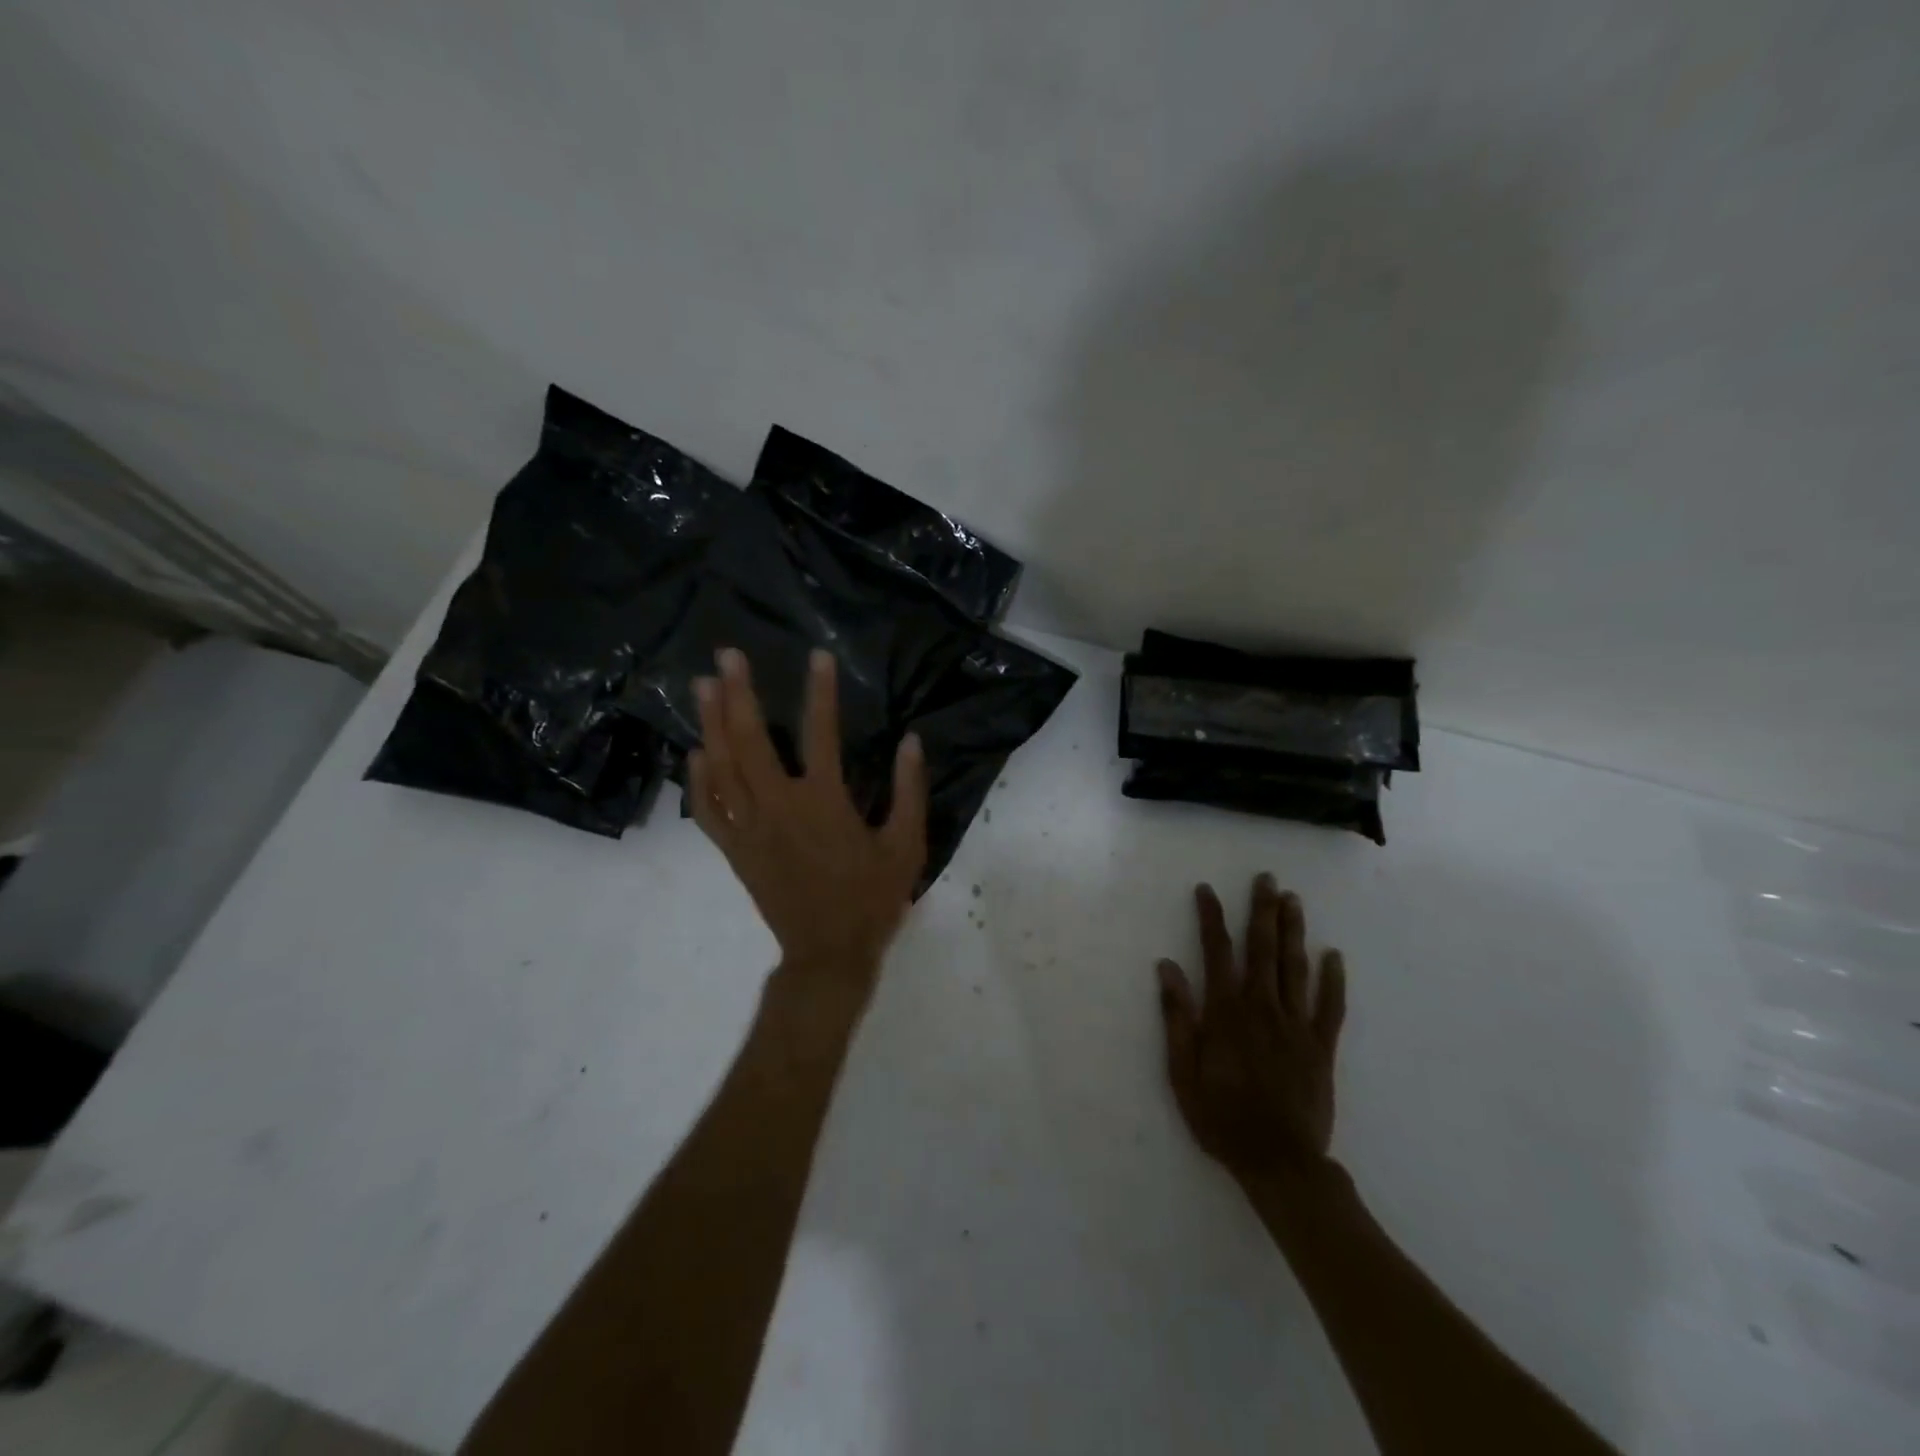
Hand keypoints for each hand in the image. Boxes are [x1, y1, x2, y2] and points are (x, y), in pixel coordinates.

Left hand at [690, 647, 927, 991]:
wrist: (828, 954)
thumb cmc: (872, 899)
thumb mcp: (907, 846)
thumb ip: (910, 791)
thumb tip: (912, 742)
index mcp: (824, 803)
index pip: (821, 733)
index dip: (820, 691)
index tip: (817, 656)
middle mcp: (779, 807)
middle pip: (750, 741)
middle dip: (738, 694)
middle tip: (727, 656)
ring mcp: (750, 829)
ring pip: (721, 769)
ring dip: (710, 724)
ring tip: (703, 686)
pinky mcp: (735, 851)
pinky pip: (707, 811)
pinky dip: (698, 780)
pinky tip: (695, 753)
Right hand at [1156, 875, 1346, 1182]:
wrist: (1280, 1163)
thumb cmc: (1222, 1118)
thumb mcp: (1183, 1072)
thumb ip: (1178, 1018)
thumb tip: (1167, 968)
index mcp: (1226, 1013)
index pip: (1217, 953)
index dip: (1212, 918)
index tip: (1208, 890)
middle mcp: (1262, 1009)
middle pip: (1263, 950)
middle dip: (1262, 911)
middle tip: (1266, 879)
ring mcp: (1296, 1026)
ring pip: (1295, 968)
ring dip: (1293, 932)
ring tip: (1293, 900)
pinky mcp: (1322, 1047)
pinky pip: (1330, 1007)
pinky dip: (1333, 980)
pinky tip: (1334, 956)